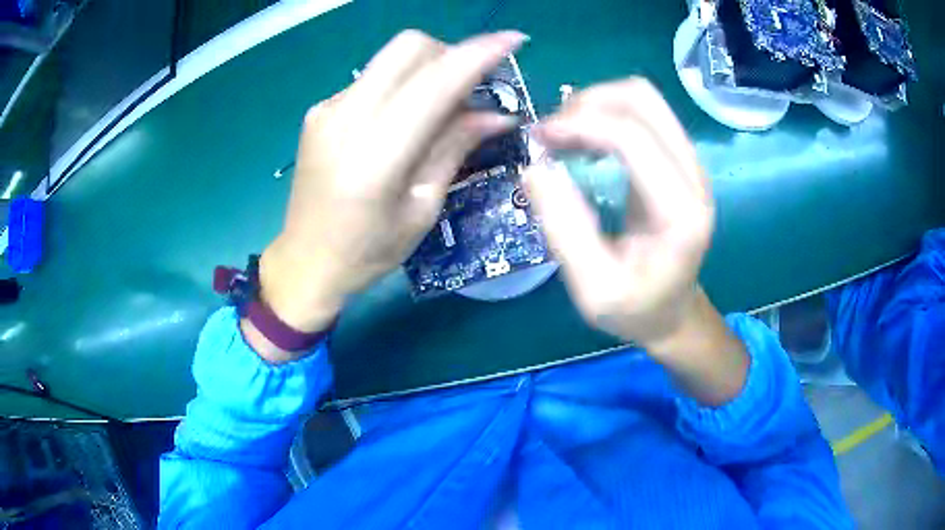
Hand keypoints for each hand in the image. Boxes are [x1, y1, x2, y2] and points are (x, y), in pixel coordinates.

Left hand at [257, 30, 526, 337]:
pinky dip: (400, 86)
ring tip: (439, 109)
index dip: (480, 54)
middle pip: (409, 46)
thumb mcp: (422, 207)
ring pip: (391, 58)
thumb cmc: (368, 251)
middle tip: (470, 87)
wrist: (305, 261)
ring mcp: (327, 108)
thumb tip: (498, 114)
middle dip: (450, 54)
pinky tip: (402, 120)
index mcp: (376, 153)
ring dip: (427, 69)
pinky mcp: (319, 110)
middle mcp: (346, 116)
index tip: (514, 40)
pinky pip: (373, 78)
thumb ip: (455, 148)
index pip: (437, 80)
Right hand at [524, 78, 713, 351]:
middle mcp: (694, 175)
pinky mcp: (680, 159)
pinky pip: (644, 113)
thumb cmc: (635, 309)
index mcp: (680, 211)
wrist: (674, 312)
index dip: (580, 124)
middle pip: (642, 99)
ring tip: (564, 134)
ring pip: (643, 97)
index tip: (538, 138)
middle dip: (588, 103)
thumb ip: (564, 230)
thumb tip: (533, 168)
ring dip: (596, 103)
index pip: (633, 137)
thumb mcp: (592, 289)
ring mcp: (691, 162)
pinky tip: (584, 139)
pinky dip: (607, 113)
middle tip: (550, 133)